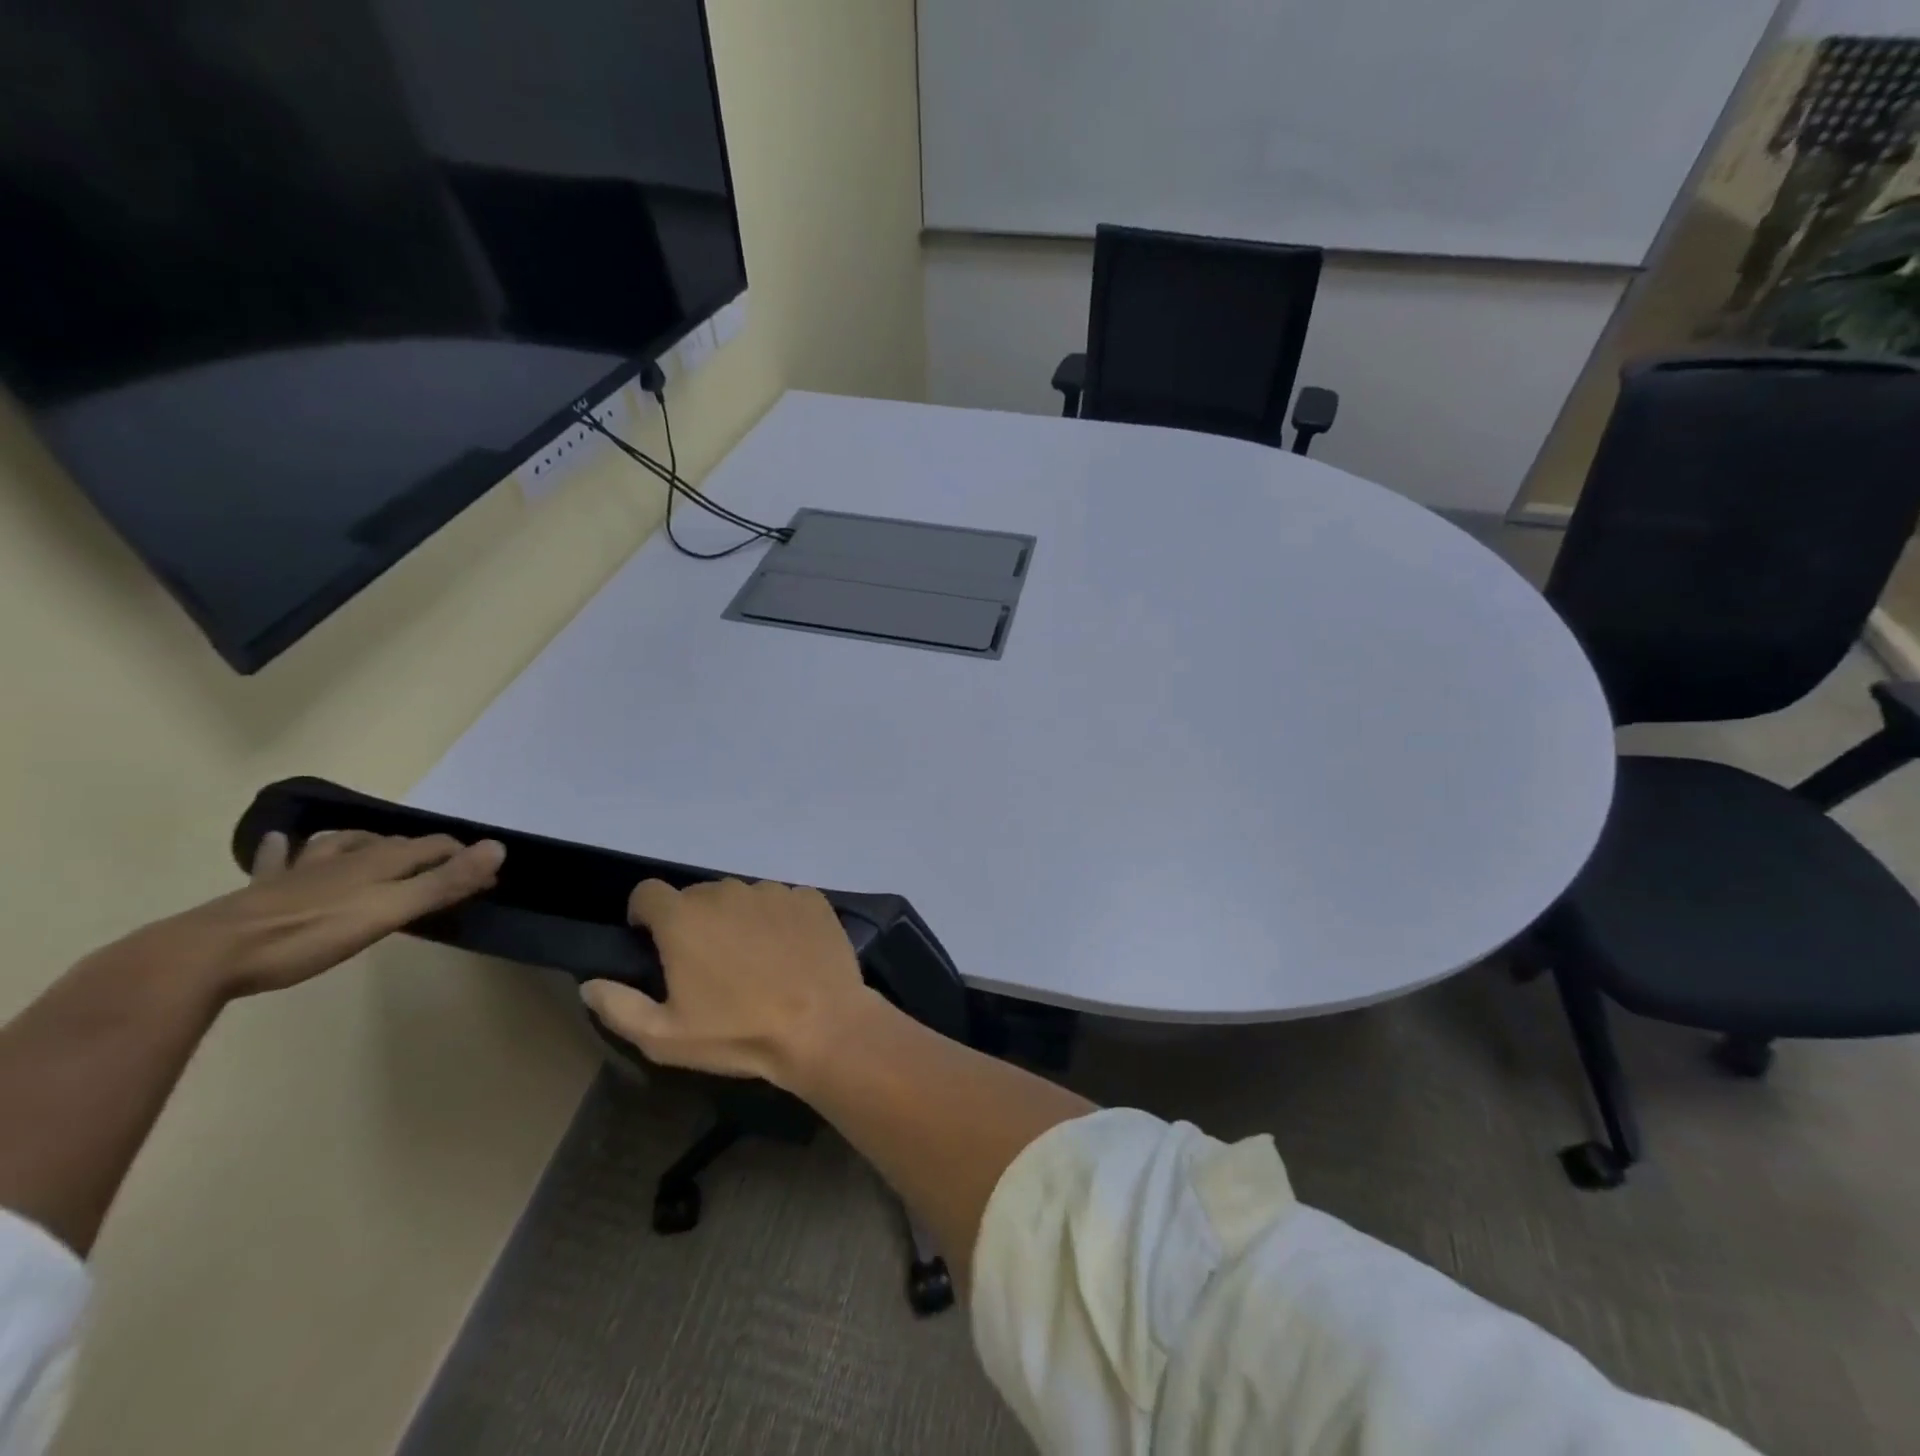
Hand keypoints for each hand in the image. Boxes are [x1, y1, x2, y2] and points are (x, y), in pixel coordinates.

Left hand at [90, 830, 504, 1002]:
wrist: (210, 955)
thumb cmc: (311, 934)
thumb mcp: (392, 911)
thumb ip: (445, 882)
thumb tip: (499, 847)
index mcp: (380, 862)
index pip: (434, 847)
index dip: (464, 857)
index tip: (486, 874)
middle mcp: (346, 857)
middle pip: (394, 844)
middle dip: (424, 851)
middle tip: (442, 867)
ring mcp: (302, 871)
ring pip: (341, 843)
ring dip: (365, 841)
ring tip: (376, 844)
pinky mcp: (264, 891)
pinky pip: (278, 859)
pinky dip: (286, 848)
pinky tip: (282, 841)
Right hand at [582, 878, 869, 1088]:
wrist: (823, 1026)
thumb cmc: (739, 1033)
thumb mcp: (664, 1037)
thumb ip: (618, 1006)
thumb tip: (590, 983)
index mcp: (685, 917)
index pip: (648, 893)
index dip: (645, 916)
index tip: (653, 943)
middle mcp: (727, 891)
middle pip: (698, 896)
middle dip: (694, 922)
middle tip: (708, 964)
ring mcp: (773, 890)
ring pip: (742, 898)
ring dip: (738, 920)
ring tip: (754, 961)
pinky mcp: (810, 897)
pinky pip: (782, 901)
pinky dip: (778, 920)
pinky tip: (789, 953)